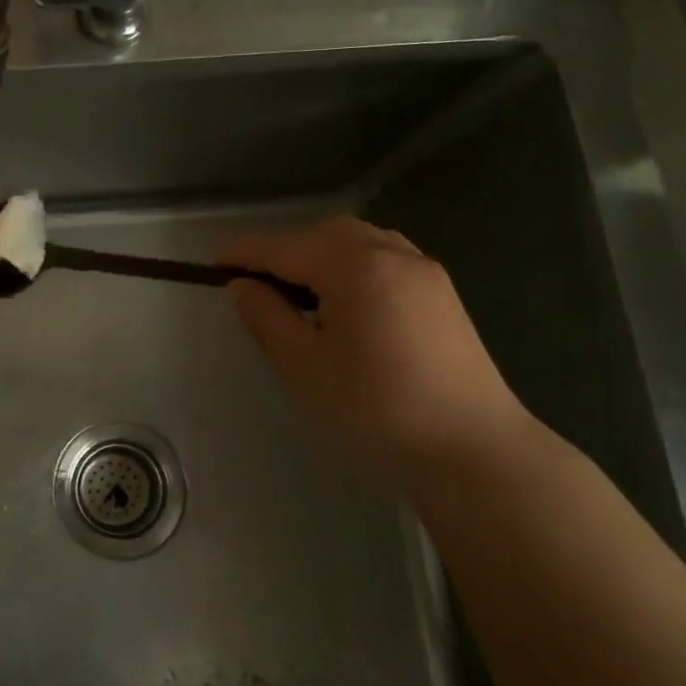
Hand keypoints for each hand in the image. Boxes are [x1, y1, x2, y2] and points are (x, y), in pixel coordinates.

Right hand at [219, 216, 534, 487]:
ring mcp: (424, 273)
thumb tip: (244, 286)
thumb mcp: (303, 367)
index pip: (285, 249)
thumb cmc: (375, 409)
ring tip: (297, 290)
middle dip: (286, 250)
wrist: (472, 452)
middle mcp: (393, 255)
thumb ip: (267, 318)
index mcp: (356, 267)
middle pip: (325, 234)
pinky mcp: (442, 296)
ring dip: (320, 254)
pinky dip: (352, 264)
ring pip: (359, 242)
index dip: (245, 253)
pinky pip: (385, 259)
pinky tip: (345, 300)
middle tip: (256, 283)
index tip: (212, 262)